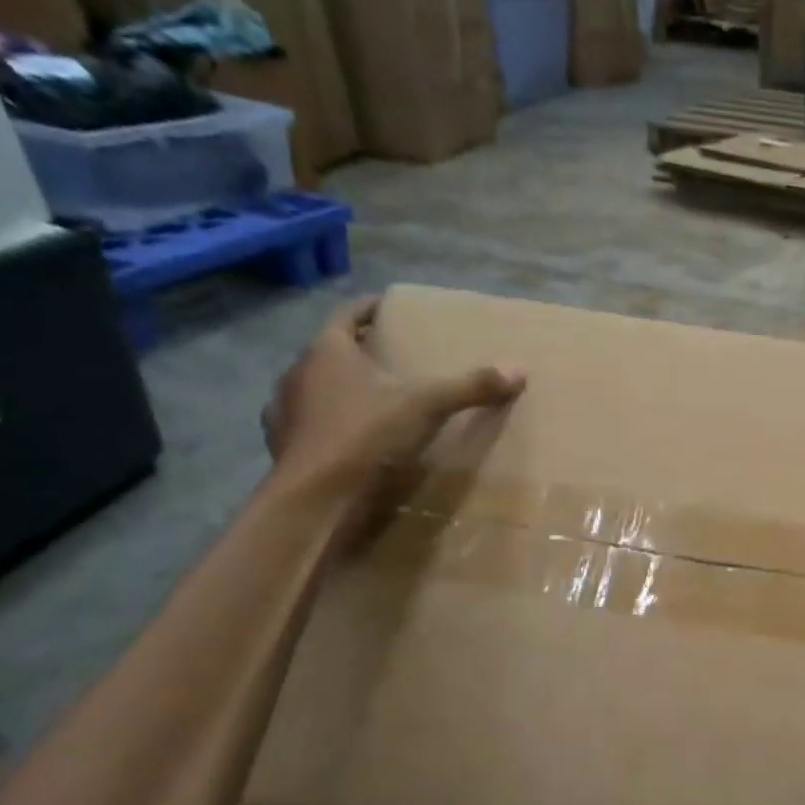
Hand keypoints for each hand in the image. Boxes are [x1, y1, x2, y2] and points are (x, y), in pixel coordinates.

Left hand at [263, 296, 524, 504]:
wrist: (315, 497)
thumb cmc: (365, 435)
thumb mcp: (427, 406)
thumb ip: (470, 387)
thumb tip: (519, 370)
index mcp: (328, 350)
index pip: (347, 313)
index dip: (369, 308)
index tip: (388, 307)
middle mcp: (299, 371)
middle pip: (333, 350)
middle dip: (361, 350)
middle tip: (393, 355)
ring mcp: (286, 410)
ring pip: (319, 386)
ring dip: (344, 387)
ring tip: (377, 397)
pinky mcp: (285, 445)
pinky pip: (314, 421)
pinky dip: (334, 422)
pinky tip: (356, 436)